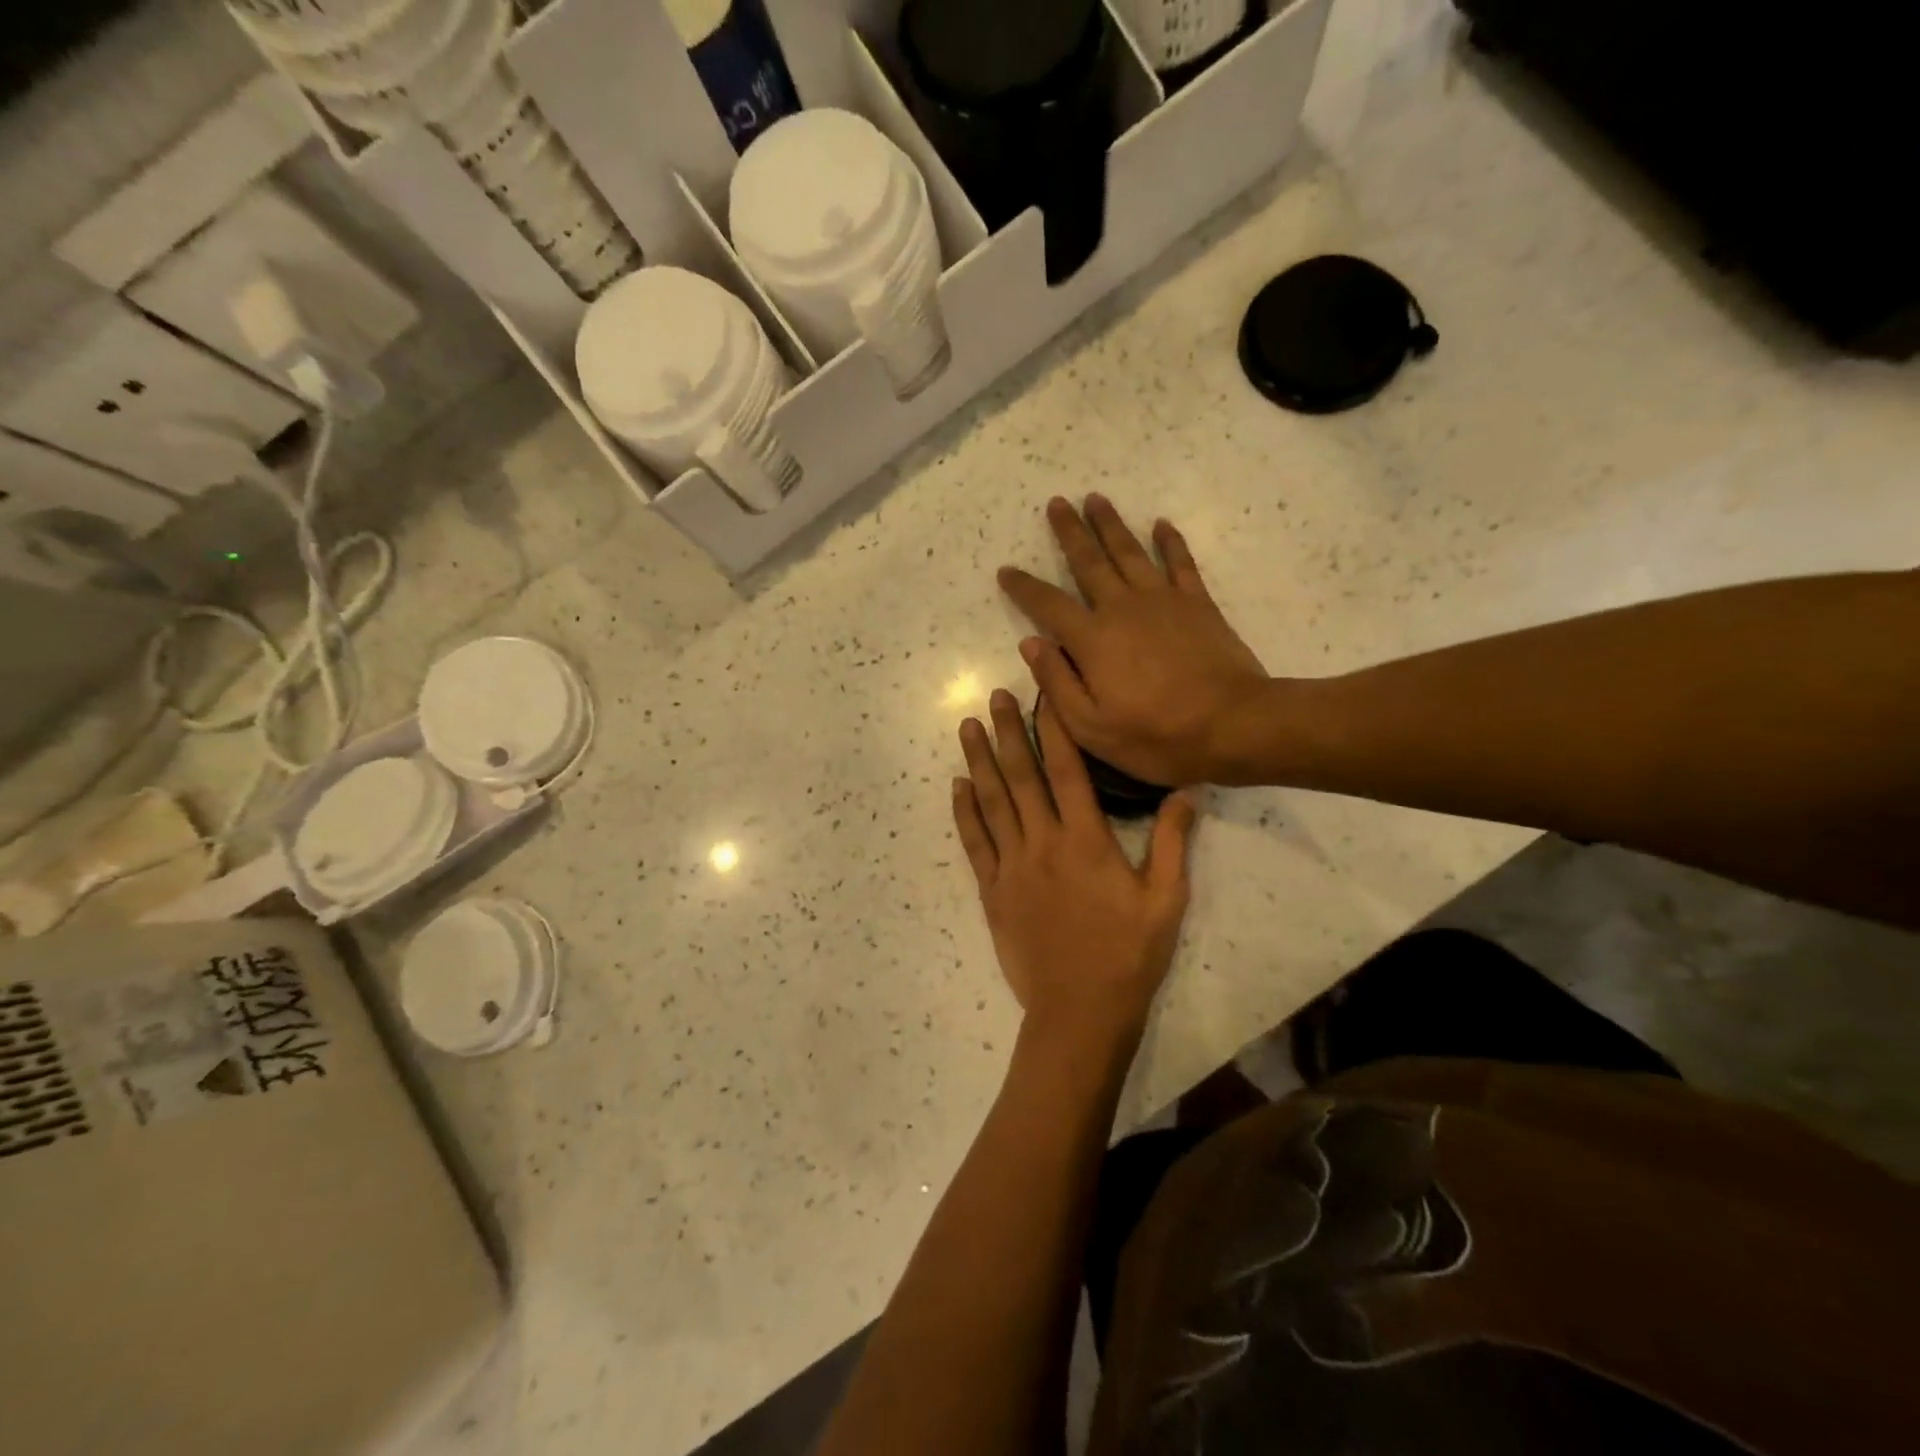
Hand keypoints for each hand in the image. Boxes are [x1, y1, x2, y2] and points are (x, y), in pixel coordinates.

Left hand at [954, 689, 1197, 1048]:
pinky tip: (956, 786)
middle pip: (1020, 776)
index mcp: (1086, 840)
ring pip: (992, 802)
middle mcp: (1042, 843)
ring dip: (978, 761)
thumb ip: (1174, 843)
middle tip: (994, 696)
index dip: (1051, 730)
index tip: (1041, 697)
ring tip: (966, 726)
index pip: (1066, 770)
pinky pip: (974, 843)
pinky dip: (963, 812)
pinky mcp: (992, 891)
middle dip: (1006, 732)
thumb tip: (1186, 789)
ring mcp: (1011, 866)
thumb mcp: (1166, 900)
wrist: (1079, 1012)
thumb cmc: (1128, 956)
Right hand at [999, 496, 1271, 786]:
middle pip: (1089, 561)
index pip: (1047, 605)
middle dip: (1070, 532)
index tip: (1006, 571)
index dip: (1024, 587)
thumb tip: (1031, 643)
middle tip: (1057, 503)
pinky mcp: (1197, 603)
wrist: (1233, 726)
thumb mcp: (1091, 727)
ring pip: (1130, 552)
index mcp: (1092, 640)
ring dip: (1110, 524)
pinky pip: (1180, 562)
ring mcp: (1163, 600)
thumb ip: (1057, 683)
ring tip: (1095, 499)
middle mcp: (1122, 608)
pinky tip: (1161, 524)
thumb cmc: (1156, 735)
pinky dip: (1170, 541)